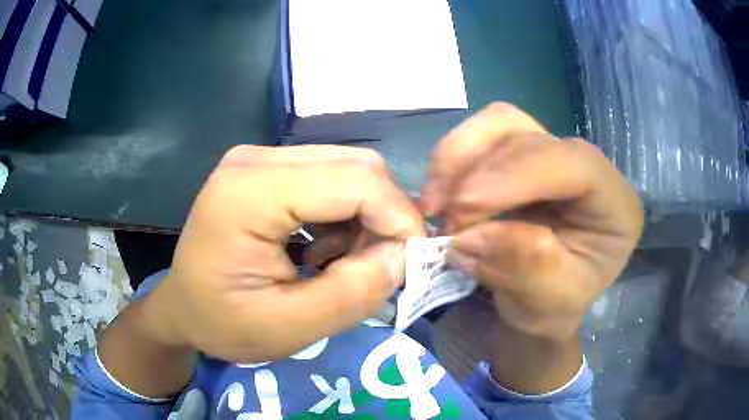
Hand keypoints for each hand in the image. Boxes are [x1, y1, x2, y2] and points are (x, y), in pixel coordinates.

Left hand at [148, 145, 424, 362]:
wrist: (182, 307)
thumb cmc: (222, 323)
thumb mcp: (287, 329)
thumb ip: (352, 294)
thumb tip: (404, 256)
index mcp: (248, 193)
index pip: (354, 181)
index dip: (398, 218)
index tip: (413, 263)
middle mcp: (255, 159)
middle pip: (356, 166)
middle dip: (384, 217)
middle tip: (378, 267)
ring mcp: (259, 159)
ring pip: (347, 169)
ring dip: (364, 216)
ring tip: (344, 263)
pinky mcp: (265, 169)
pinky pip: (329, 177)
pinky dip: (345, 213)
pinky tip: (324, 248)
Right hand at [421, 103, 642, 392]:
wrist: (543, 303)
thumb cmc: (555, 305)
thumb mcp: (549, 303)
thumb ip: (523, 267)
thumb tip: (469, 237)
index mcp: (614, 204)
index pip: (574, 165)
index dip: (517, 176)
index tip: (463, 209)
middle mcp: (587, 166)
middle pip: (531, 137)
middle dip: (479, 176)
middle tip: (445, 222)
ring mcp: (551, 153)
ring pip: (501, 123)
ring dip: (458, 158)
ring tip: (435, 204)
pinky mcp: (520, 153)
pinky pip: (481, 136)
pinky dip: (453, 160)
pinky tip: (439, 192)